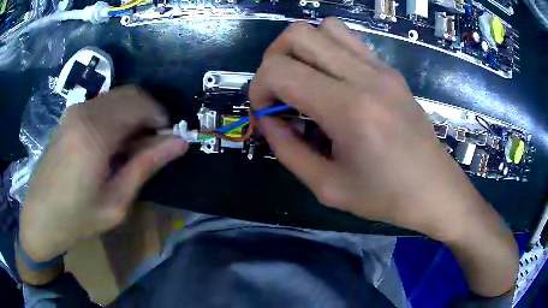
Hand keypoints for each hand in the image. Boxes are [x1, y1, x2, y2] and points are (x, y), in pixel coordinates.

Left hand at [19, 86, 187, 263]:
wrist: (39, 218)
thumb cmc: (76, 219)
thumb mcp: (116, 203)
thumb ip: (146, 166)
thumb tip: (179, 143)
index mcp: (95, 133)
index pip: (141, 104)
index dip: (161, 118)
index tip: (168, 141)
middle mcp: (84, 111)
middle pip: (130, 94)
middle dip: (149, 114)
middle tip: (153, 146)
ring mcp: (74, 110)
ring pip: (117, 97)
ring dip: (133, 115)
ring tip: (133, 149)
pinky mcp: (69, 115)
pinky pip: (102, 104)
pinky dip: (117, 116)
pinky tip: (113, 144)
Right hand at [250, 19, 490, 239]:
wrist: (435, 190)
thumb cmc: (386, 197)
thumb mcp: (327, 186)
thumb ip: (288, 150)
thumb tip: (268, 119)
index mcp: (349, 109)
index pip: (279, 70)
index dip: (258, 88)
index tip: (266, 113)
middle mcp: (365, 76)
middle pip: (297, 34)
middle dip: (273, 59)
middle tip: (279, 91)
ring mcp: (381, 68)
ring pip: (324, 27)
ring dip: (301, 48)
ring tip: (304, 80)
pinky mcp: (390, 70)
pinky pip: (348, 39)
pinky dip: (327, 49)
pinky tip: (331, 80)